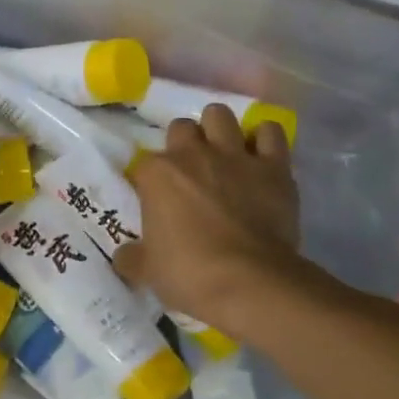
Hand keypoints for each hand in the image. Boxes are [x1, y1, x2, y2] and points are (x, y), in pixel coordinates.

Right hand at [114, 104, 305, 331]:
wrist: (250, 283)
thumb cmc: (189, 274)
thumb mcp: (148, 271)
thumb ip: (132, 257)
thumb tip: (125, 256)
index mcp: (157, 174)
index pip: (144, 164)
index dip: (150, 181)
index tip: (155, 201)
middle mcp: (193, 154)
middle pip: (181, 128)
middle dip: (184, 144)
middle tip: (190, 172)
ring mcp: (234, 156)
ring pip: (220, 115)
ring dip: (219, 130)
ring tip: (222, 153)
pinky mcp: (273, 166)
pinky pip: (270, 132)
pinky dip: (264, 139)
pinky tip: (261, 155)